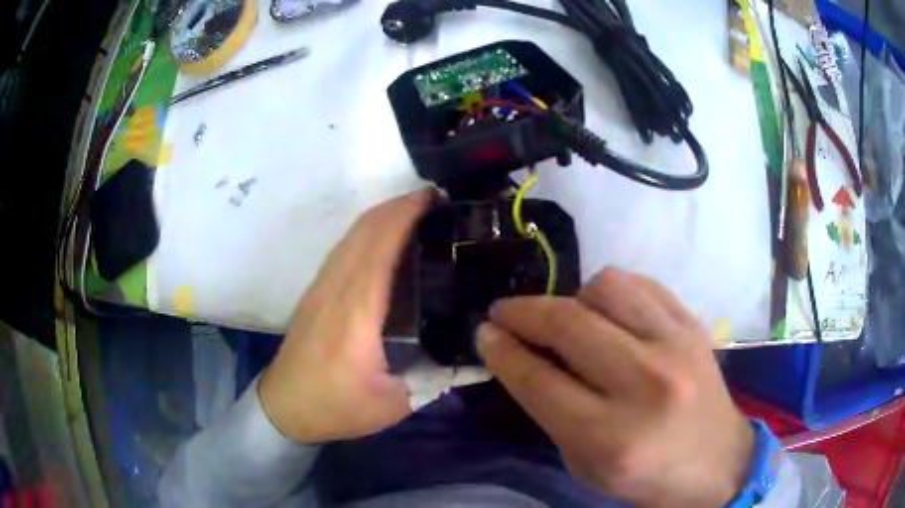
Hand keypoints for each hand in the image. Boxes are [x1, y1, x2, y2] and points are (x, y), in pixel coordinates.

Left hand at [258, 191, 431, 443]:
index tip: (436, 199)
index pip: (380, 245)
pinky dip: (369, 232)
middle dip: (400, 205)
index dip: (406, 214)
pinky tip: (388, 241)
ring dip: (384, 215)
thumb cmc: (337, 407)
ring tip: (418, 214)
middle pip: (365, 229)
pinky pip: (344, 248)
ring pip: (352, 235)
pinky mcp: (316, 291)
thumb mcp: (396, 403)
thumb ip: (438, 376)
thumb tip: (475, 353)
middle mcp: (335, 288)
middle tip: (437, 202)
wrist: (284, 407)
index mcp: (357, 312)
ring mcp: (321, 286)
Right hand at [477, 267, 753, 507]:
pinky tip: (607, 312)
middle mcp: (648, 383)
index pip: (539, 380)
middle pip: (569, 323)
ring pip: (606, 286)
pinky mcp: (694, 325)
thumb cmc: (646, 476)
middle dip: (522, 312)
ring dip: (572, 298)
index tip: (484, 333)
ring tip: (569, 319)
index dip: (502, 351)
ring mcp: (678, 345)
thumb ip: (549, 409)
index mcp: (612, 437)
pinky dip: (611, 292)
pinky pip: (640, 283)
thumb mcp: (585, 463)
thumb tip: (515, 353)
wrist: (717, 462)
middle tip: (504, 314)